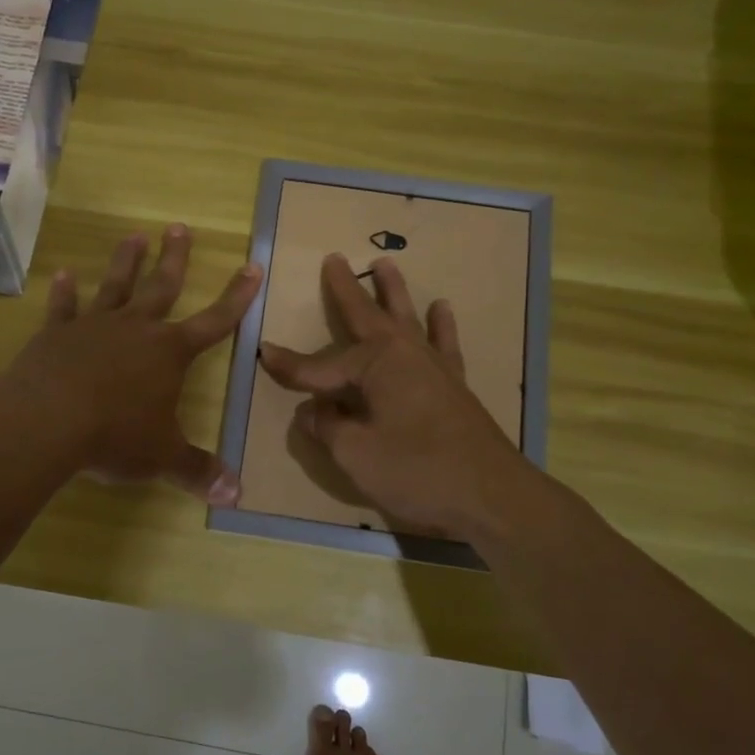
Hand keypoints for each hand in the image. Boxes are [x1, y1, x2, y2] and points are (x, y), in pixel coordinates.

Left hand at [10, 225, 262, 502]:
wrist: (47, 422)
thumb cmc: (115, 435)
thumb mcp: (162, 457)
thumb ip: (197, 470)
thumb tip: (236, 494)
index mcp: (169, 353)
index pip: (215, 321)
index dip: (237, 297)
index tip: (252, 266)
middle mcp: (136, 329)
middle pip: (162, 286)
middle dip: (175, 258)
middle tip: (180, 227)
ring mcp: (93, 327)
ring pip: (115, 286)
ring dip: (125, 261)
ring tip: (133, 236)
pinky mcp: (56, 335)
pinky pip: (62, 308)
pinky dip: (62, 292)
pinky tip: (61, 274)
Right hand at [259, 254, 530, 537]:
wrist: (491, 495)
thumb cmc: (418, 471)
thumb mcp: (356, 454)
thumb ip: (329, 427)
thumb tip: (313, 411)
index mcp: (377, 364)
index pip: (321, 365)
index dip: (290, 366)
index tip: (264, 353)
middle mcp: (405, 353)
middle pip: (367, 316)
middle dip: (346, 290)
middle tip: (334, 259)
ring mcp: (434, 366)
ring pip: (407, 318)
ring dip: (393, 292)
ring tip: (385, 264)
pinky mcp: (454, 385)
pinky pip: (444, 344)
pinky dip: (441, 325)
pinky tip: (442, 308)